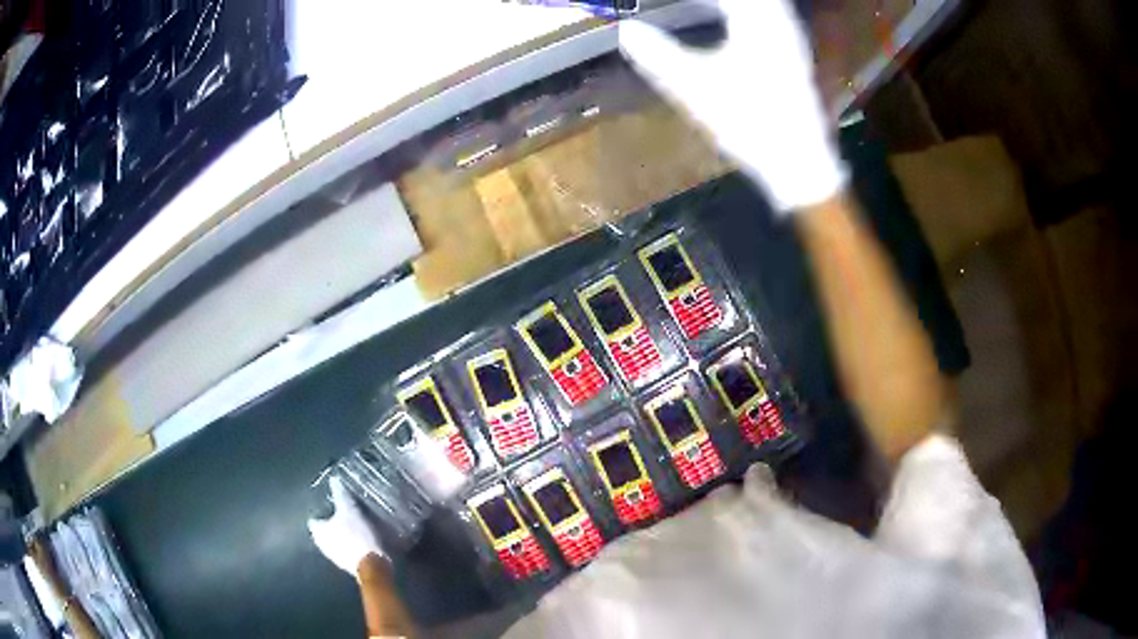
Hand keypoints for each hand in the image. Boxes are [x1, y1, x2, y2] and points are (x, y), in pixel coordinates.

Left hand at [308, 477, 384, 577]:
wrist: (373, 564)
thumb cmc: (357, 535)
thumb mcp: (349, 509)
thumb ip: (340, 494)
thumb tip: (333, 479)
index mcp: (318, 531)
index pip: (313, 518)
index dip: (320, 510)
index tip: (329, 504)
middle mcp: (321, 544)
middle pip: (323, 530)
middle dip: (331, 523)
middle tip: (341, 514)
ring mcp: (333, 556)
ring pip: (333, 541)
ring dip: (340, 535)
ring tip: (351, 526)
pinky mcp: (346, 564)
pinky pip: (344, 550)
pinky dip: (348, 545)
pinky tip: (358, 540)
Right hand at [619, 0, 845, 213]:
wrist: (799, 163)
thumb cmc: (748, 123)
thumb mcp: (692, 87)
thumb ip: (656, 54)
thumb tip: (626, 30)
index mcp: (755, 18)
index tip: (659, 2)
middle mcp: (778, 18)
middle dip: (709, 1)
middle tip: (682, 6)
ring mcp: (789, 35)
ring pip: (760, 3)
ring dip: (724, 5)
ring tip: (698, 9)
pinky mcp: (792, 52)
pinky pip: (765, 13)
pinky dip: (739, 12)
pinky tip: (724, 21)